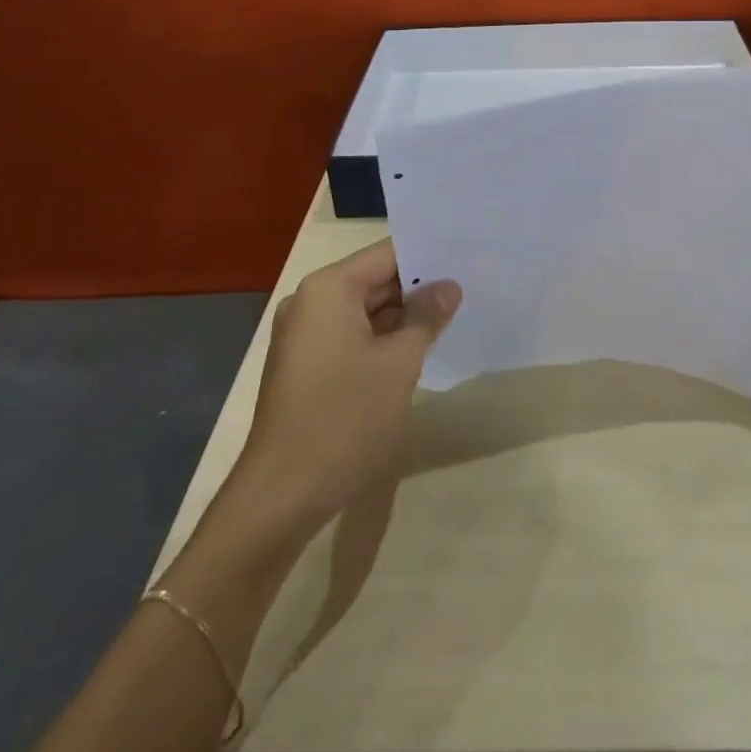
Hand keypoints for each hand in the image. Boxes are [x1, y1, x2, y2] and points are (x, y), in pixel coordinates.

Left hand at [235, 240, 460, 532]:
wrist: (281, 496)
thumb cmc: (344, 420)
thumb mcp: (398, 365)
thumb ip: (426, 318)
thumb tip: (449, 287)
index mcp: (329, 289)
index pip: (387, 254)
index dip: (428, 256)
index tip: (467, 258)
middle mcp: (311, 302)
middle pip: (375, 280)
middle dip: (419, 287)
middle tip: (469, 286)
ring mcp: (305, 336)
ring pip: (364, 311)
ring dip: (403, 316)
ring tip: (454, 314)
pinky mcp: (306, 366)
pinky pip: (351, 336)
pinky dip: (382, 339)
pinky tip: (418, 348)